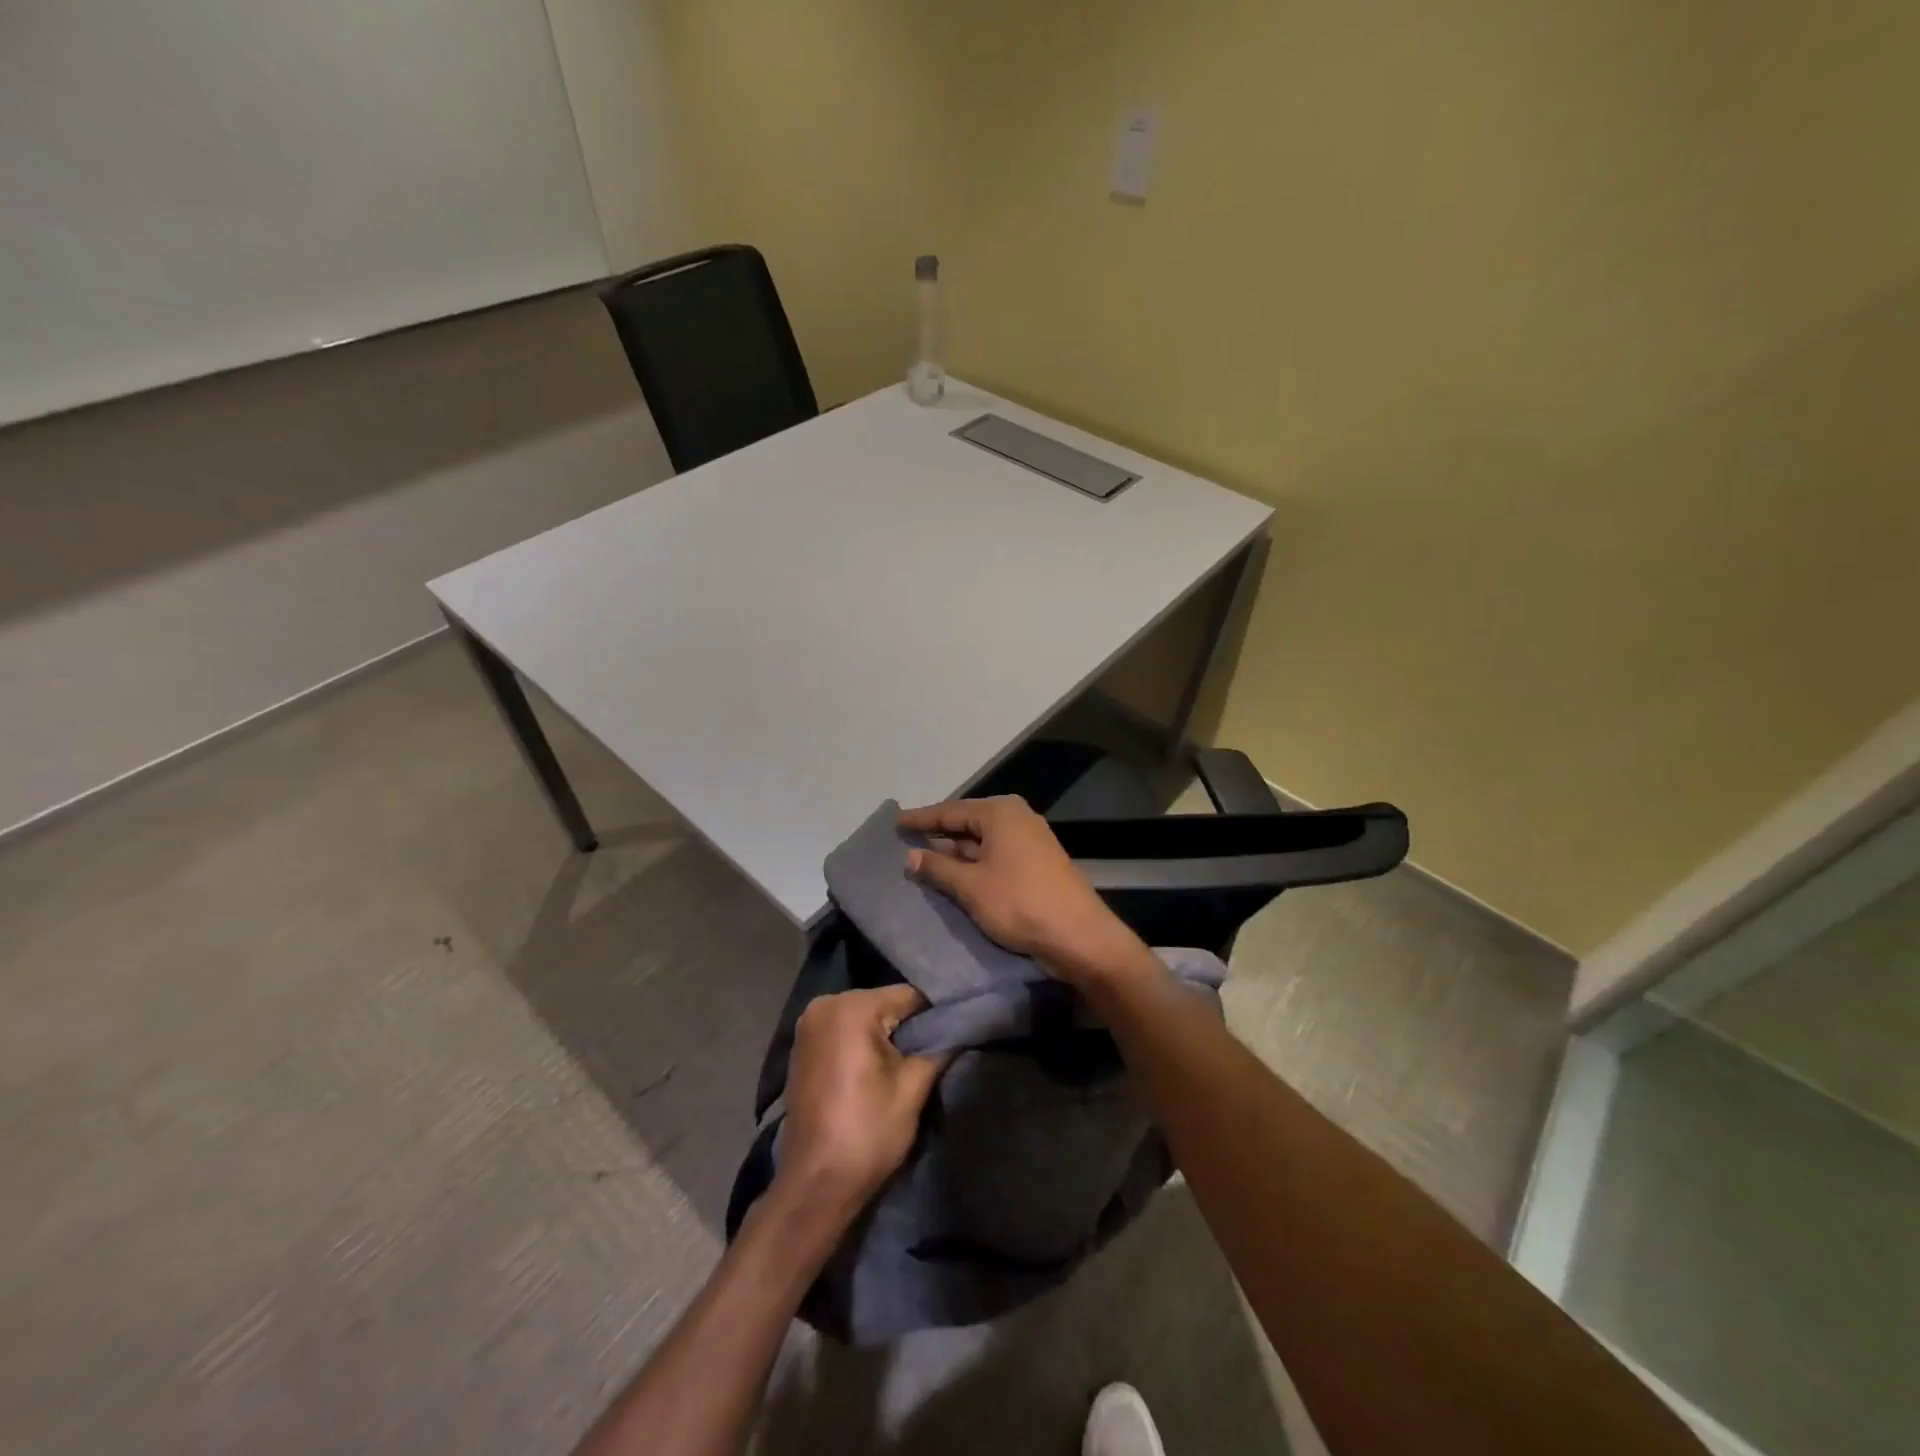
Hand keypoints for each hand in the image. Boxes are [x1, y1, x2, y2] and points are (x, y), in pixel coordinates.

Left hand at [778, 986, 946, 1210]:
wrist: (815, 1186)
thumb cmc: (867, 1133)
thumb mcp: (913, 1088)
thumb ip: (939, 1048)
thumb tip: (962, 1026)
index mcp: (850, 1007)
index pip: (908, 996)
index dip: (935, 1016)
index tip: (955, 1034)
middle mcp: (824, 1005)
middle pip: (884, 1004)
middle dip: (908, 1026)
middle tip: (934, 1052)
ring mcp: (808, 1025)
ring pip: (865, 1018)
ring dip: (886, 1037)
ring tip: (908, 1063)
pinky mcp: (803, 1047)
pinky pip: (845, 1032)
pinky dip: (863, 1045)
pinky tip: (878, 1070)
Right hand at [899, 797, 1150, 985]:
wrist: (1078, 936)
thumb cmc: (1019, 903)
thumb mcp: (970, 886)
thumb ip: (937, 868)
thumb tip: (911, 856)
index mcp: (1000, 813)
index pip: (950, 811)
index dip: (920, 819)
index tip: (894, 822)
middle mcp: (1016, 819)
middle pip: (967, 825)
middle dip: (937, 837)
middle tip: (904, 844)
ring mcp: (1029, 842)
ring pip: (981, 844)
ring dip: (954, 855)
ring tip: (920, 863)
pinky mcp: (1035, 865)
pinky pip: (995, 858)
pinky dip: (973, 867)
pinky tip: (953, 879)